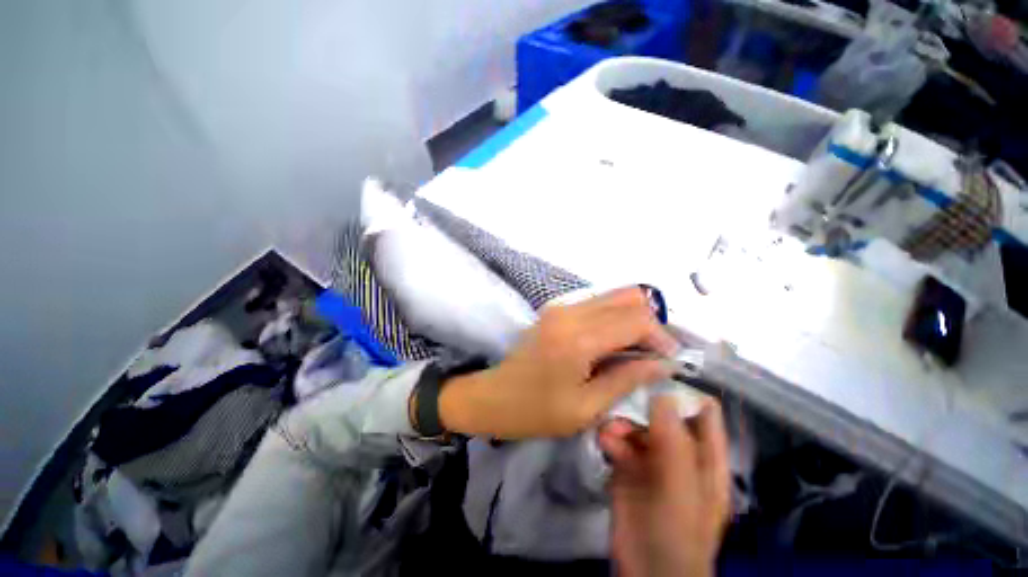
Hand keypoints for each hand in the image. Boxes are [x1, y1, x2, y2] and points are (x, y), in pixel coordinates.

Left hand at [438, 287, 677, 438]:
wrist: (493, 395)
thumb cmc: (536, 410)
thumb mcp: (586, 407)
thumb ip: (626, 379)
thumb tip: (663, 364)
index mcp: (579, 338)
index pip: (636, 319)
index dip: (661, 337)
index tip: (669, 360)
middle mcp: (571, 312)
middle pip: (629, 298)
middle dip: (650, 323)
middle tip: (655, 353)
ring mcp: (561, 306)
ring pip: (613, 295)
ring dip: (633, 317)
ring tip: (637, 348)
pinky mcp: (556, 309)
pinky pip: (597, 302)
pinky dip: (614, 315)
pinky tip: (614, 340)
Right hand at [598, 396, 730, 576]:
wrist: (645, 573)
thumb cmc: (675, 532)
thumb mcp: (681, 489)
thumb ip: (675, 442)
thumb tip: (662, 394)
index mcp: (705, 456)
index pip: (702, 411)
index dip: (683, 390)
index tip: (655, 373)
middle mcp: (679, 452)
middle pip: (663, 413)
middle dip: (642, 404)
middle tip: (621, 393)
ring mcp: (652, 460)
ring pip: (638, 426)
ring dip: (622, 422)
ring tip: (609, 427)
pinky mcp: (628, 467)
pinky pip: (619, 442)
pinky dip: (611, 438)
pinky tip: (604, 442)